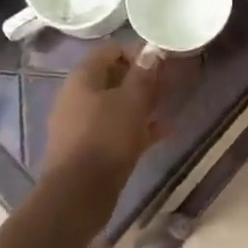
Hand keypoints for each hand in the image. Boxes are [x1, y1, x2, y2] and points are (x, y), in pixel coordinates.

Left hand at [43, 43, 164, 192]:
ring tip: (169, 103)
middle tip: (169, 82)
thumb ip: (143, 74)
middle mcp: (78, 97)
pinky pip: (117, 129)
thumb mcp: (131, 101)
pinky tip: (164, 131)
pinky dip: (138, 127)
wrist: (78, 197)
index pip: (110, 51)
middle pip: (113, 78)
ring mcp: (83, 125)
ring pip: (117, 105)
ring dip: (142, 102)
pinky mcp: (90, 149)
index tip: (161, 61)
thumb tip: (151, 50)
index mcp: (82, 79)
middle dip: (142, 78)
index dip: (136, 52)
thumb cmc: (105, 138)